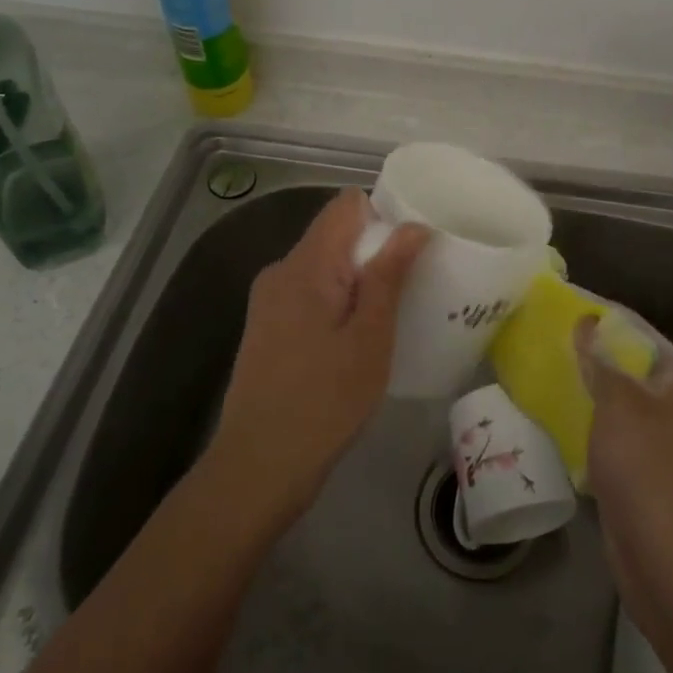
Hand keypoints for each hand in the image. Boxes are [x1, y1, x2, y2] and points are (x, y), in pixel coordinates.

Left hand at [208, 188, 430, 525]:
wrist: (258, 467)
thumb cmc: (324, 401)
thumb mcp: (369, 338)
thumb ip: (388, 275)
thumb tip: (413, 225)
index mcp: (305, 264)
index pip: (346, 205)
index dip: (384, 215)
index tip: (414, 248)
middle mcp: (281, 271)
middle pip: (335, 235)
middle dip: (375, 252)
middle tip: (412, 289)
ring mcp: (269, 300)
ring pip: (324, 267)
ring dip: (358, 281)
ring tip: (389, 317)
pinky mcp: (267, 327)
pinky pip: (310, 294)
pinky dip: (338, 303)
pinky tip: (355, 340)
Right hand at [575, 317, 672, 645]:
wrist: (671, 561)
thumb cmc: (648, 469)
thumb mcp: (619, 405)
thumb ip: (601, 361)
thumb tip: (587, 322)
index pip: (637, 330)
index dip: (601, 316)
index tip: (559, 306)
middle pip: (628, 366)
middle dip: (589, 355)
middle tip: (543, 341)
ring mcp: (663, 443)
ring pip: (618, 403)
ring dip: (585, 392)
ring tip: (541, 374)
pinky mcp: (645, 474)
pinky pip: (612, 437)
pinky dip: (588, 426)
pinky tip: (555, 421)